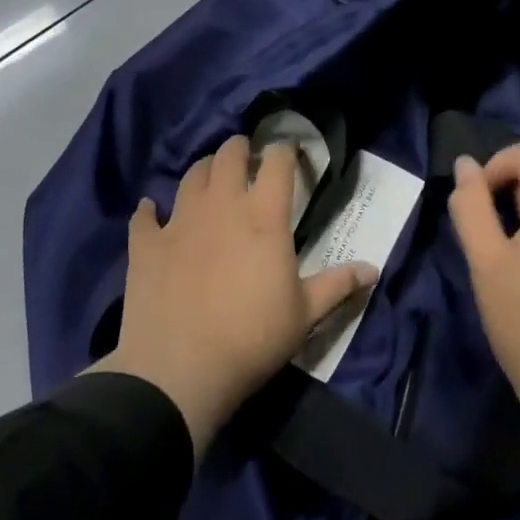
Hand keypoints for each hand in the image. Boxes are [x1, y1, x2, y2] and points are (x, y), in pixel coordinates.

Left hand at [91, 135, 377, 455]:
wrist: (179, 370)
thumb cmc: (252, 338)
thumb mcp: (304, 314)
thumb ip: (338, 285)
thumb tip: (374, 269)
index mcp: (264, 215)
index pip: (277, 163)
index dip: (285, 151)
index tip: (289, 153)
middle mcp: (221, 205)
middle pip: (229, 155)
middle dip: (240, 149)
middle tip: (246, 157)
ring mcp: (179, 221)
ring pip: (191, 175)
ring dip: (204, 170)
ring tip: (210, 178)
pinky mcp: (147, 244)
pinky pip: (145, 215)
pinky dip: (151, 210)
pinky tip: (153, 212)